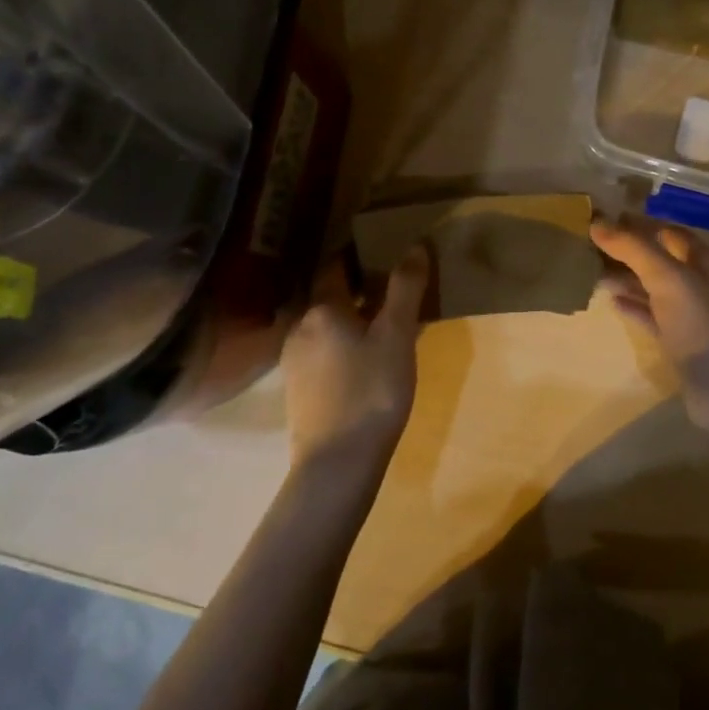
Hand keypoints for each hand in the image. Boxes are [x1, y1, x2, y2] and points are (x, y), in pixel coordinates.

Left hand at [280, 247, 428, 474]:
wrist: (338, 463)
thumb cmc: (371, 391)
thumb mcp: (397, 335)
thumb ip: (405, 289)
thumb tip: (414, 246)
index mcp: (321, 309)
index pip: (335, 267)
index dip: (358, 256)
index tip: (382, 251)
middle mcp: (300, 328)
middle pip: (329, 297)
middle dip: (357, 290)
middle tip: (391, 291)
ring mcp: (294, 361)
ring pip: (325, 327)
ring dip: (350, 320)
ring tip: (382, 327)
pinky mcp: (298, 390)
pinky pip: (322, 352)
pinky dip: (342, 345)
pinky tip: (364, 362)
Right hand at [591, 215, 708, 439]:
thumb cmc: (705, 326)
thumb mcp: (670, 279)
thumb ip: (634, 249)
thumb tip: (597, 222)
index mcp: (704, 260)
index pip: (665, 230)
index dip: (635, 223)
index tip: (598, 218)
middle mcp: (699, 282)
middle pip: (658, 257)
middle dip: (626, 250)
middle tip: (585, 244)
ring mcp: (690, 315)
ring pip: (652, 287)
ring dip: (624, 277)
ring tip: (589, 270)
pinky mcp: (680, 342)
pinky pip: (651, 316)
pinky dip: (632, 306)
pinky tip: (609, 301)